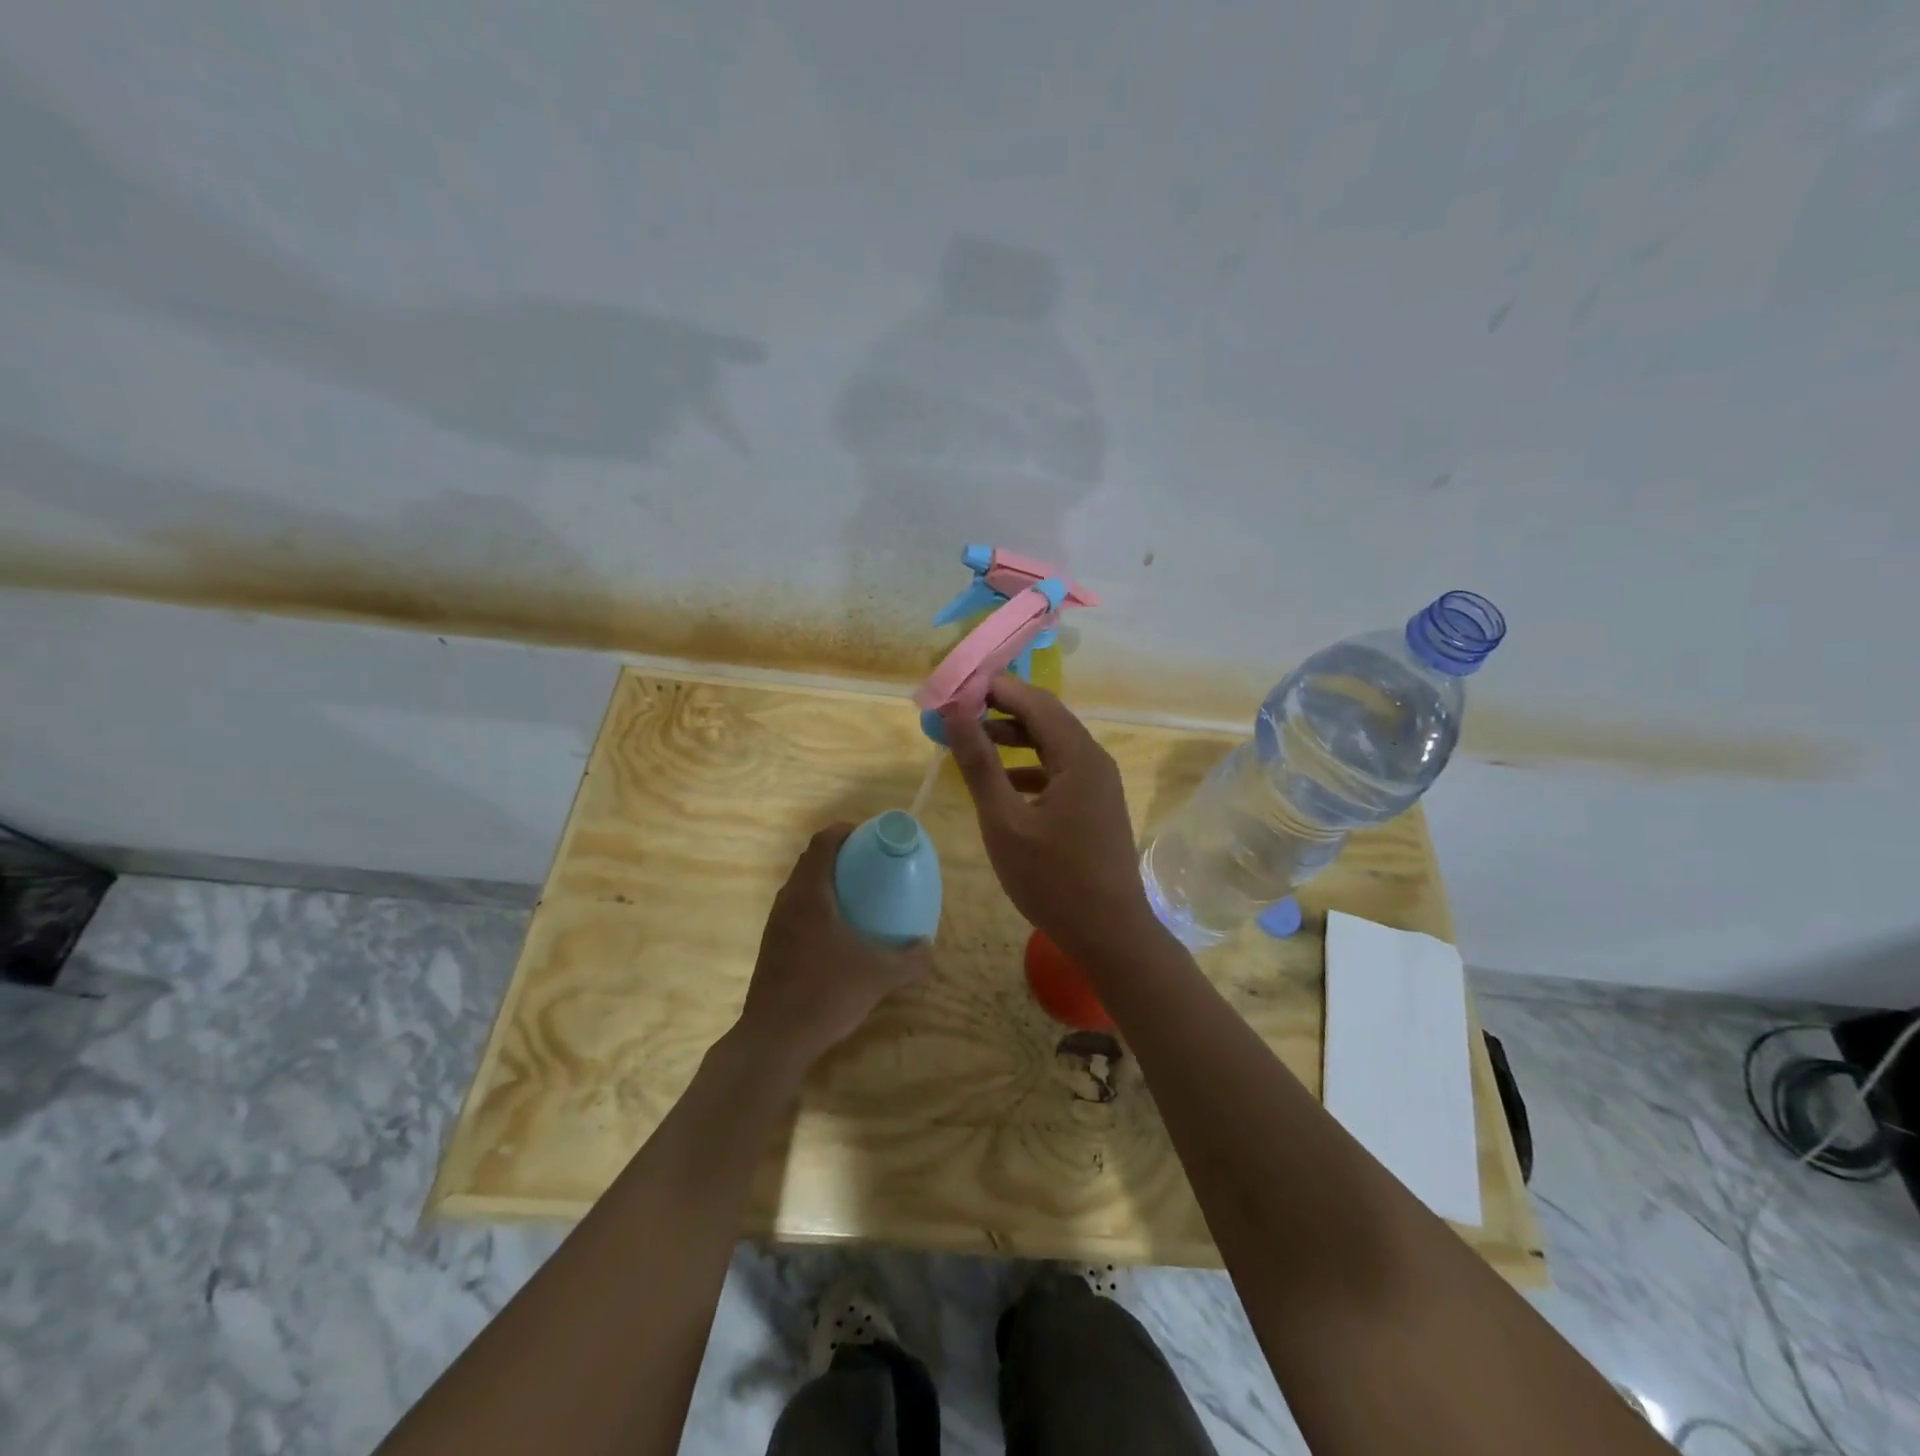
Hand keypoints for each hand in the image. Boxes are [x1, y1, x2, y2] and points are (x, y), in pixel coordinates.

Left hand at [736, 825, 931, 1073]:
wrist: (775, 1039)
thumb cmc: (826, 994)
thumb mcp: (878, 976)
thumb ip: (909, 960)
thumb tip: (928, 947)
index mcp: (810, 896)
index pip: (822, 844)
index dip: (843, 831)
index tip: (867, 834)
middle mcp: (788, 902)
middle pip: (810, 862)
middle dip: (837, 854)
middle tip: (867, 862)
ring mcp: (776, 925)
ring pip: (800, 887)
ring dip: (825, 881)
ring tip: (855, 893)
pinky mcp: (772, 947)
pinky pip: (795, 911)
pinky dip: (816, 906)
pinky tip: (837, 931)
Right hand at [942, 675, 1155, 959]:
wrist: (1110, 934)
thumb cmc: (1053, 880)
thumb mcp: (1005, 821)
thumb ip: (980, 764)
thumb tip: (956, 713)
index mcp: (1078, 756)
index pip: (1035, 701)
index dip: (996, 688)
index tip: (956, 685)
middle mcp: (1094, 760)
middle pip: (1046, 719)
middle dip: (1002, 710)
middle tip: (959, 710)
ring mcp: (1098, 785)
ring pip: (1052, 746)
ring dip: (1014, 739)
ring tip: (972, 741)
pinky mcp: (1095, 806)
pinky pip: (1059, 771)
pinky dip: (1029, 768)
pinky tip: (1002, 783)